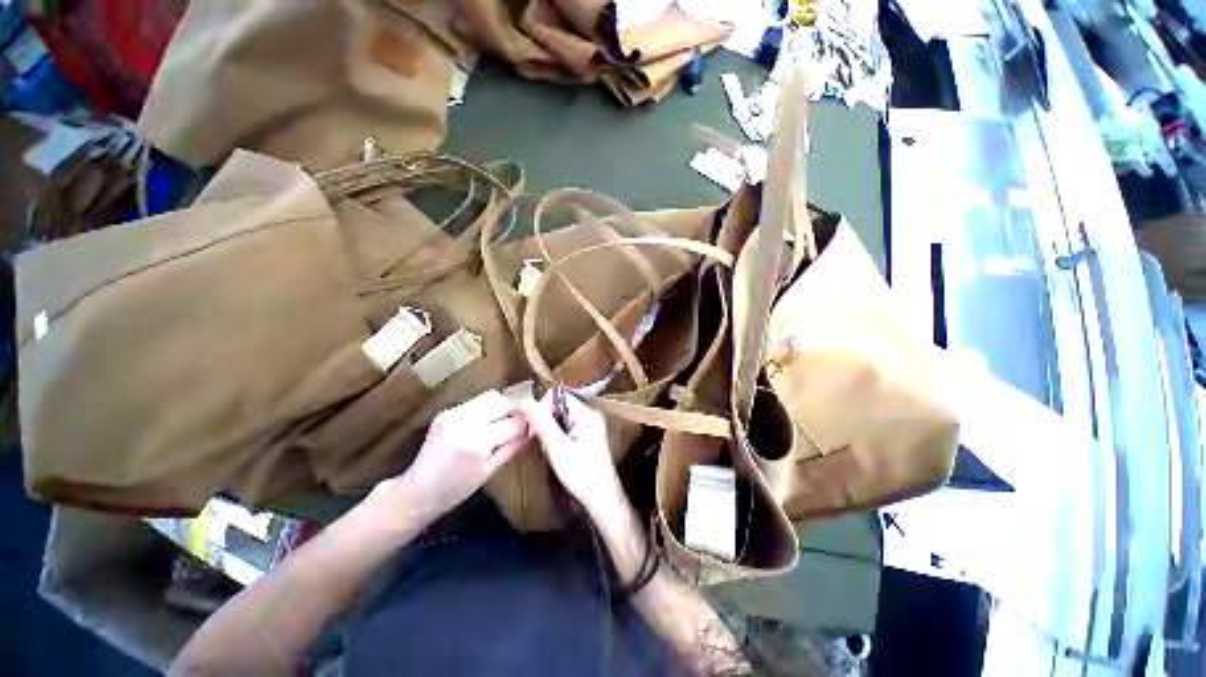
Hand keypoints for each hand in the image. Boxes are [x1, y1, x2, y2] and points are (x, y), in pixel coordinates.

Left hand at [385, 390, 528, 524]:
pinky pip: (476, 402)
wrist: (416, 492)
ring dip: (501, 406)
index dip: (527, 422)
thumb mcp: (491, 471)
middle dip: (515, 409)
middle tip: (521, 421)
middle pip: (502, 400)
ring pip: (490, 396)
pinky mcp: (446, 411)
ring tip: (503, 421)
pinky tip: (487, 422)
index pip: (513, 421)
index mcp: (478, 442)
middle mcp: (465, 421)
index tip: (536, 423)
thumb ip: (514, 445)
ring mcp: (453, 413)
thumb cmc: (457, 490)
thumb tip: (533, 428)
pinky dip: (487, 409)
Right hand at [520, 393, 623, 518]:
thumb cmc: (582, 474)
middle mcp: (591, 414)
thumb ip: (542, 424)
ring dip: (551, 429)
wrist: (602, 497)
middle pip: (561, 405)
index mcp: (587, 414)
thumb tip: (526, 403)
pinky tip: (557, 450)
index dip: (543, 406)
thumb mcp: (558, 448)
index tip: (532, 425)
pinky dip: (559, 435)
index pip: (560, 396)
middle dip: (547, 420)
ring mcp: (591, 424)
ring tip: (550, 448)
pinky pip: (569, 425)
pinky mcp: (589, 434)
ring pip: (563, 416)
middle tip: (540, 440)